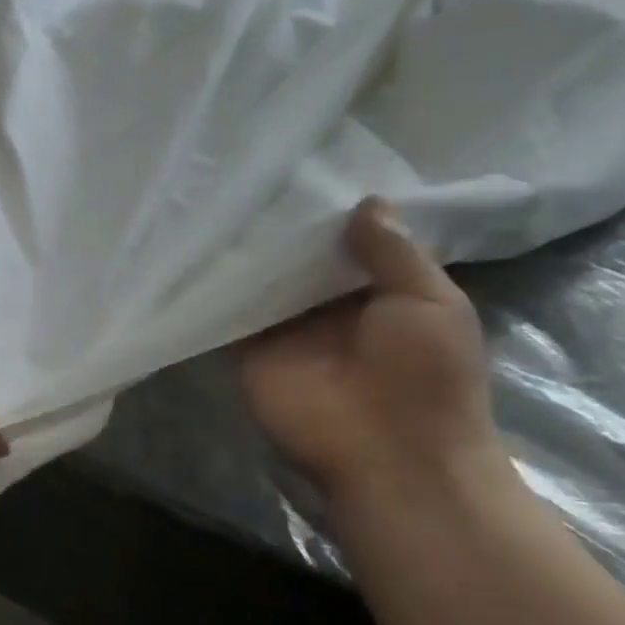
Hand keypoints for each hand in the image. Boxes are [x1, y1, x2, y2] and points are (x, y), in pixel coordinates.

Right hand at [240, 199, 503, 510]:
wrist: (389, 454)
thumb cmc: (426, 376)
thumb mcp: (430, 302)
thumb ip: (394, 253)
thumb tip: (368, 200)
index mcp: (376, 294)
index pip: (345, 243)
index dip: (328, 212)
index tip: (300, 169)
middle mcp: (325, 308)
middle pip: (296, 259)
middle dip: (279, 226)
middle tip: (246, 175)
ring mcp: (284, 329)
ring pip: (259, 282)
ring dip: (243, 252)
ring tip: (215, 198)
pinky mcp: (248, 350)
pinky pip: (228, 313)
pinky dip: (213, 288)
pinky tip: (194, 248)